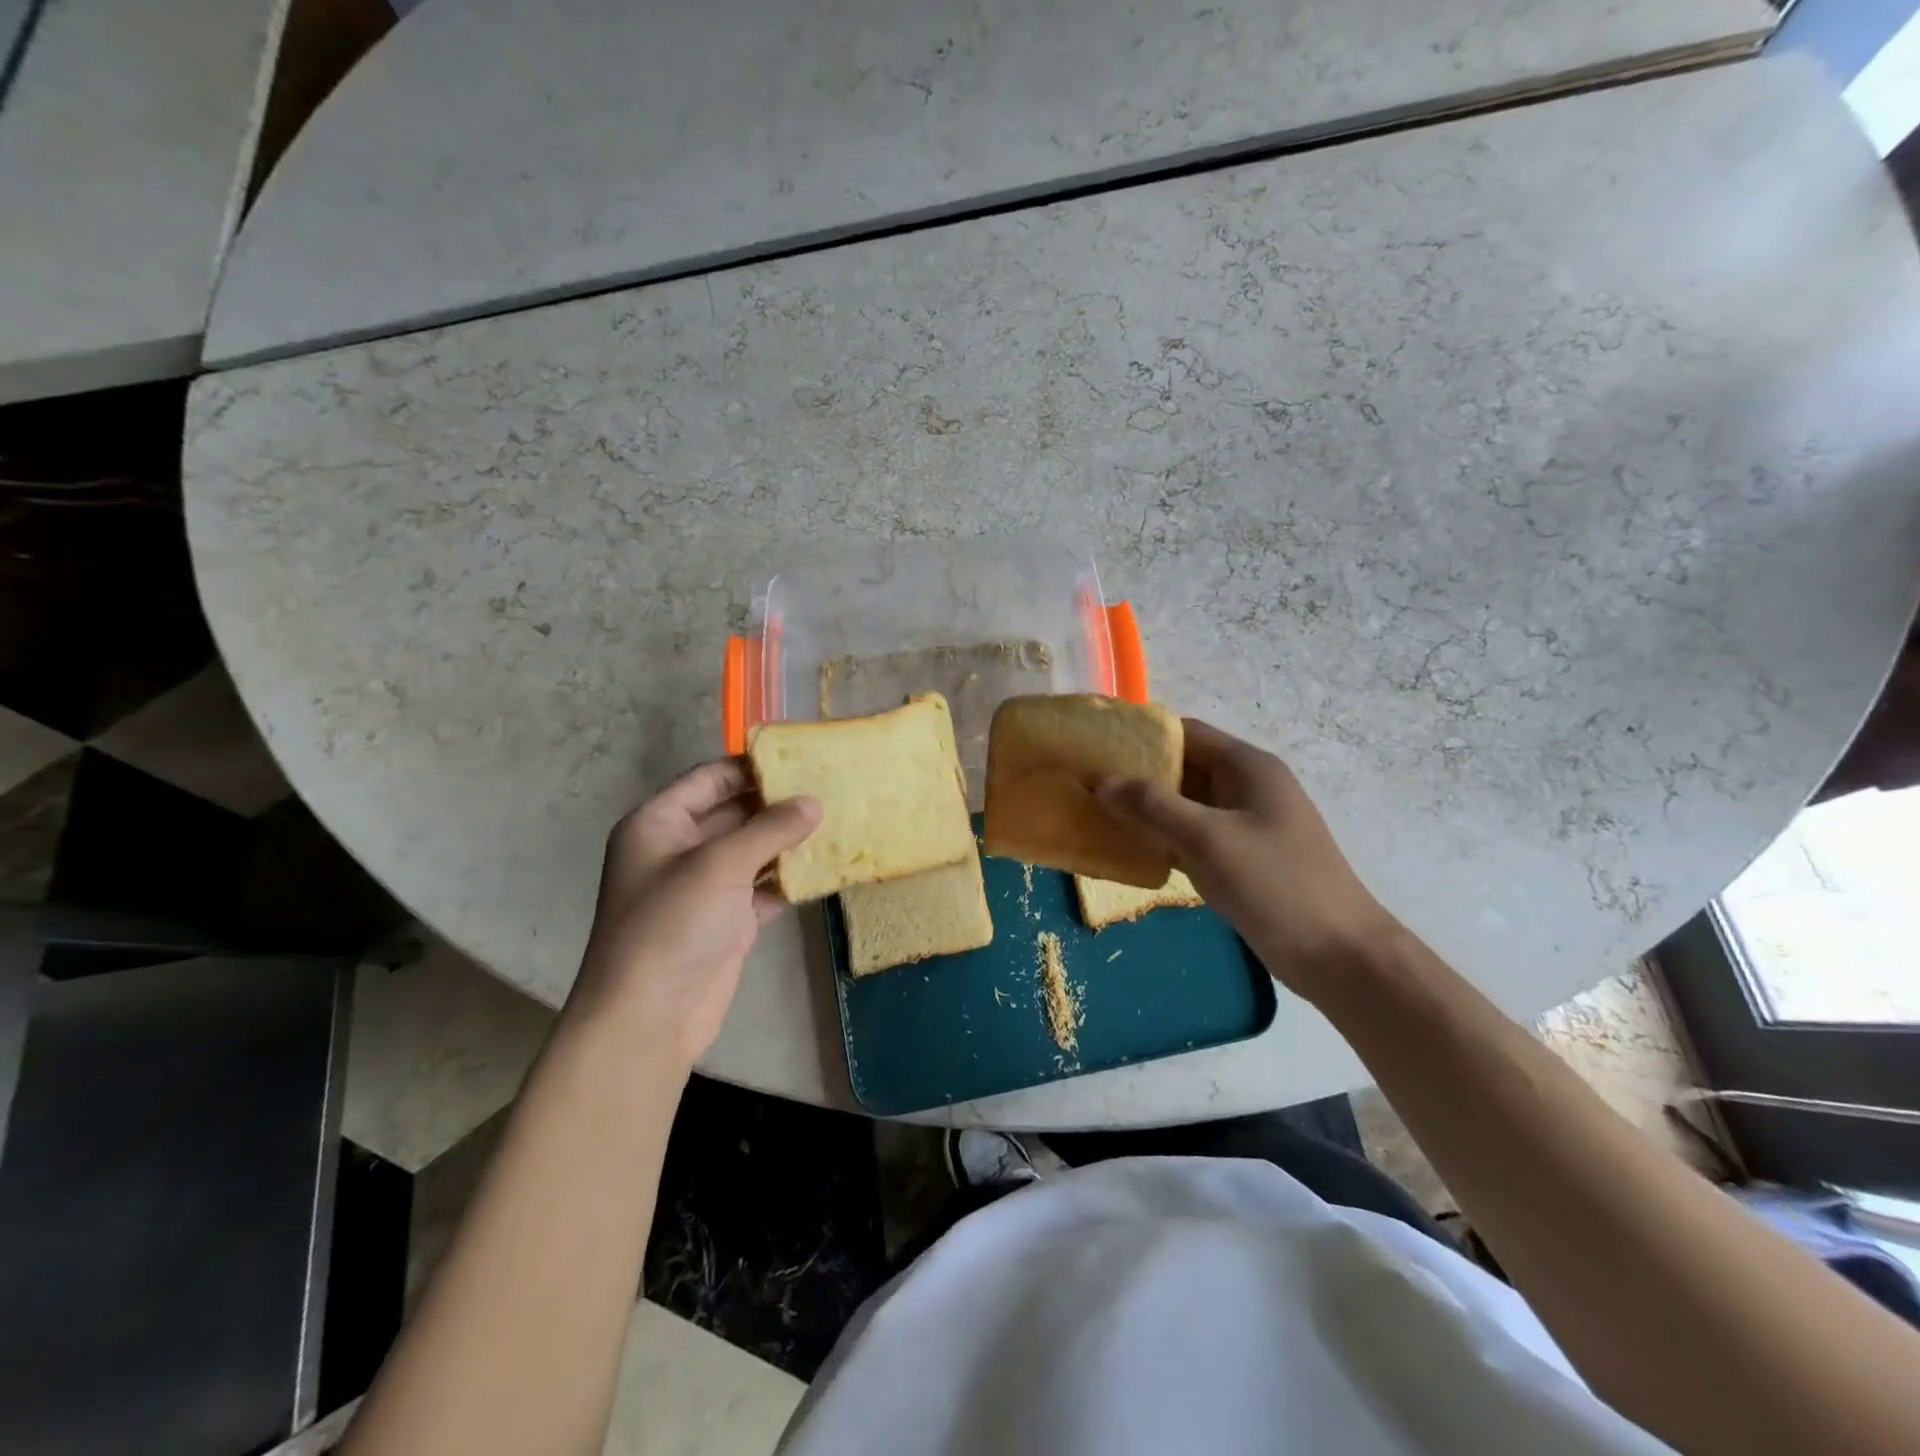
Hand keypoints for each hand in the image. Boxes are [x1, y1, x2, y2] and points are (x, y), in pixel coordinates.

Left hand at [568, 758, 819, 1065]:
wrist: (649, 1018)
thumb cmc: (672, 925)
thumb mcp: (719, 865)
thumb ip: (770, 828)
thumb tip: (814, 802)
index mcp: (659, 824)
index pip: (710, 779)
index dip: (752, 767)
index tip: (802, 758)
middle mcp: (679, 849)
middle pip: (735, 812)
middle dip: (778, 803)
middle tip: (830, 786)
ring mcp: (705, 887)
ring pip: (753, 850)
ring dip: (789, 840)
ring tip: (838, 819)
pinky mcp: (728, 920)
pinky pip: (764, 887)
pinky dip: (790, 878)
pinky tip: (827, 866)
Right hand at [1097, 719, 1398, 996]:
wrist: (1338, 955)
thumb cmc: (1275, 884)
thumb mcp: (1208, 839)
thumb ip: (1153, 806)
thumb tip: (1102, 781)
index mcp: (1248, 767)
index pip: (1186, 733)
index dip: (1141, 737)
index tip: (1097, 748)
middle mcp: (1247, 787)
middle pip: (1184, 768)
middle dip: (1138, 776)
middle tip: (1089, 785)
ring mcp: (1246, 824)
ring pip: (1187, 805)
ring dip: (1149, 809)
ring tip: (1099, 814)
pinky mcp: (1243, 857)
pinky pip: (1195, 835)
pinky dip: (1165, 838)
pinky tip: (1132, 849)